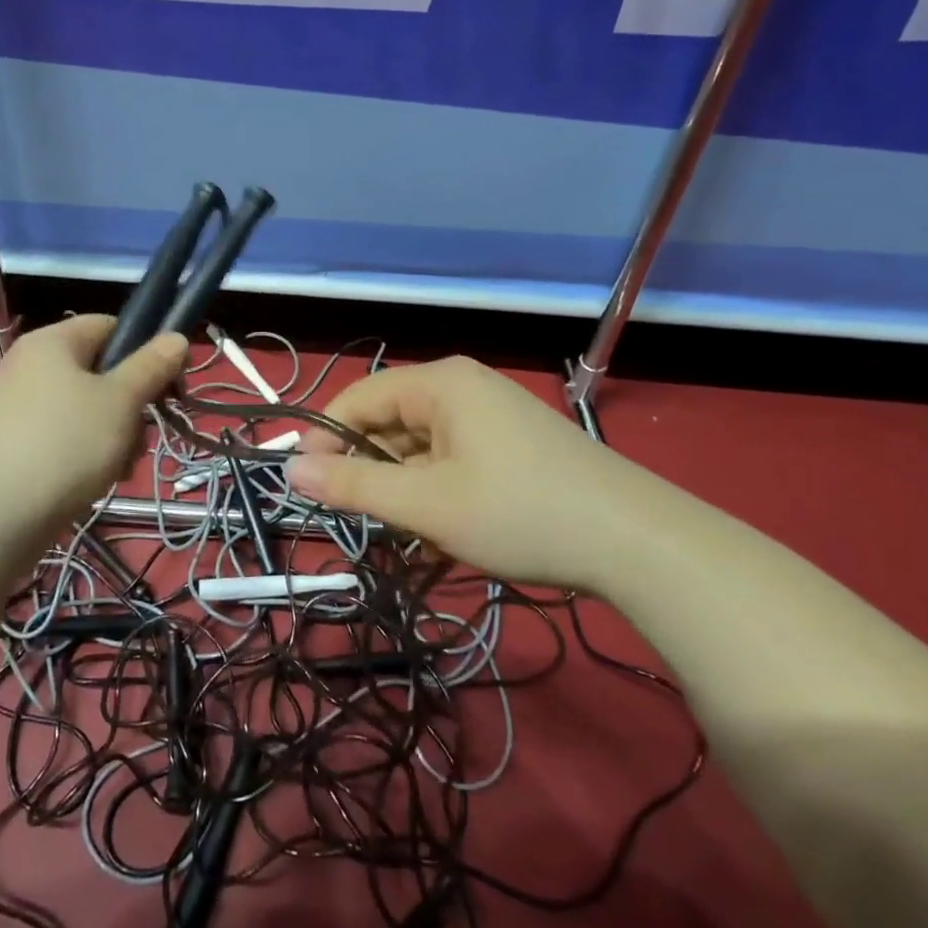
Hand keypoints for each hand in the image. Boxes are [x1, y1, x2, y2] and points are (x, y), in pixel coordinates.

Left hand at [0, 315, 187, 560]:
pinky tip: (94, 483)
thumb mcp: (120, 401)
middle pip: (100, 372)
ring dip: (113, 436)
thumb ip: (152, 366)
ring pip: (85, 410)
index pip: (111, 326)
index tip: (170, 388)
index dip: (146, 351)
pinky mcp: (10, 445)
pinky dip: (84, 455)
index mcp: (53, 342)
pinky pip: (62, 438)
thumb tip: (177, 337)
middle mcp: (30, 366)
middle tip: (141, 438)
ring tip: (118, 469)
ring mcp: (17, 407)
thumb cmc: (63, 446)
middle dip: (131, 406)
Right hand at [284, 357, 636, 586]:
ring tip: (403, 540)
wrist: (637, 542)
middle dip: (370, 472)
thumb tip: (290, 468)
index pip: (358, 398)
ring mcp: (493, 417)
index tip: (306, 485)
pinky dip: (437, 496)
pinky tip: (439, 541)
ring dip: (404, 492)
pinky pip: (454, 463)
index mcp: (440, 384)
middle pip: (391, 423)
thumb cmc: (518, 512)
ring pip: (423, 449)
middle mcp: (464, 388)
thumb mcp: (425, 503)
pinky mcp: (514, 446)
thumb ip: (354, 484)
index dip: (325, 438)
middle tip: (359, 523)